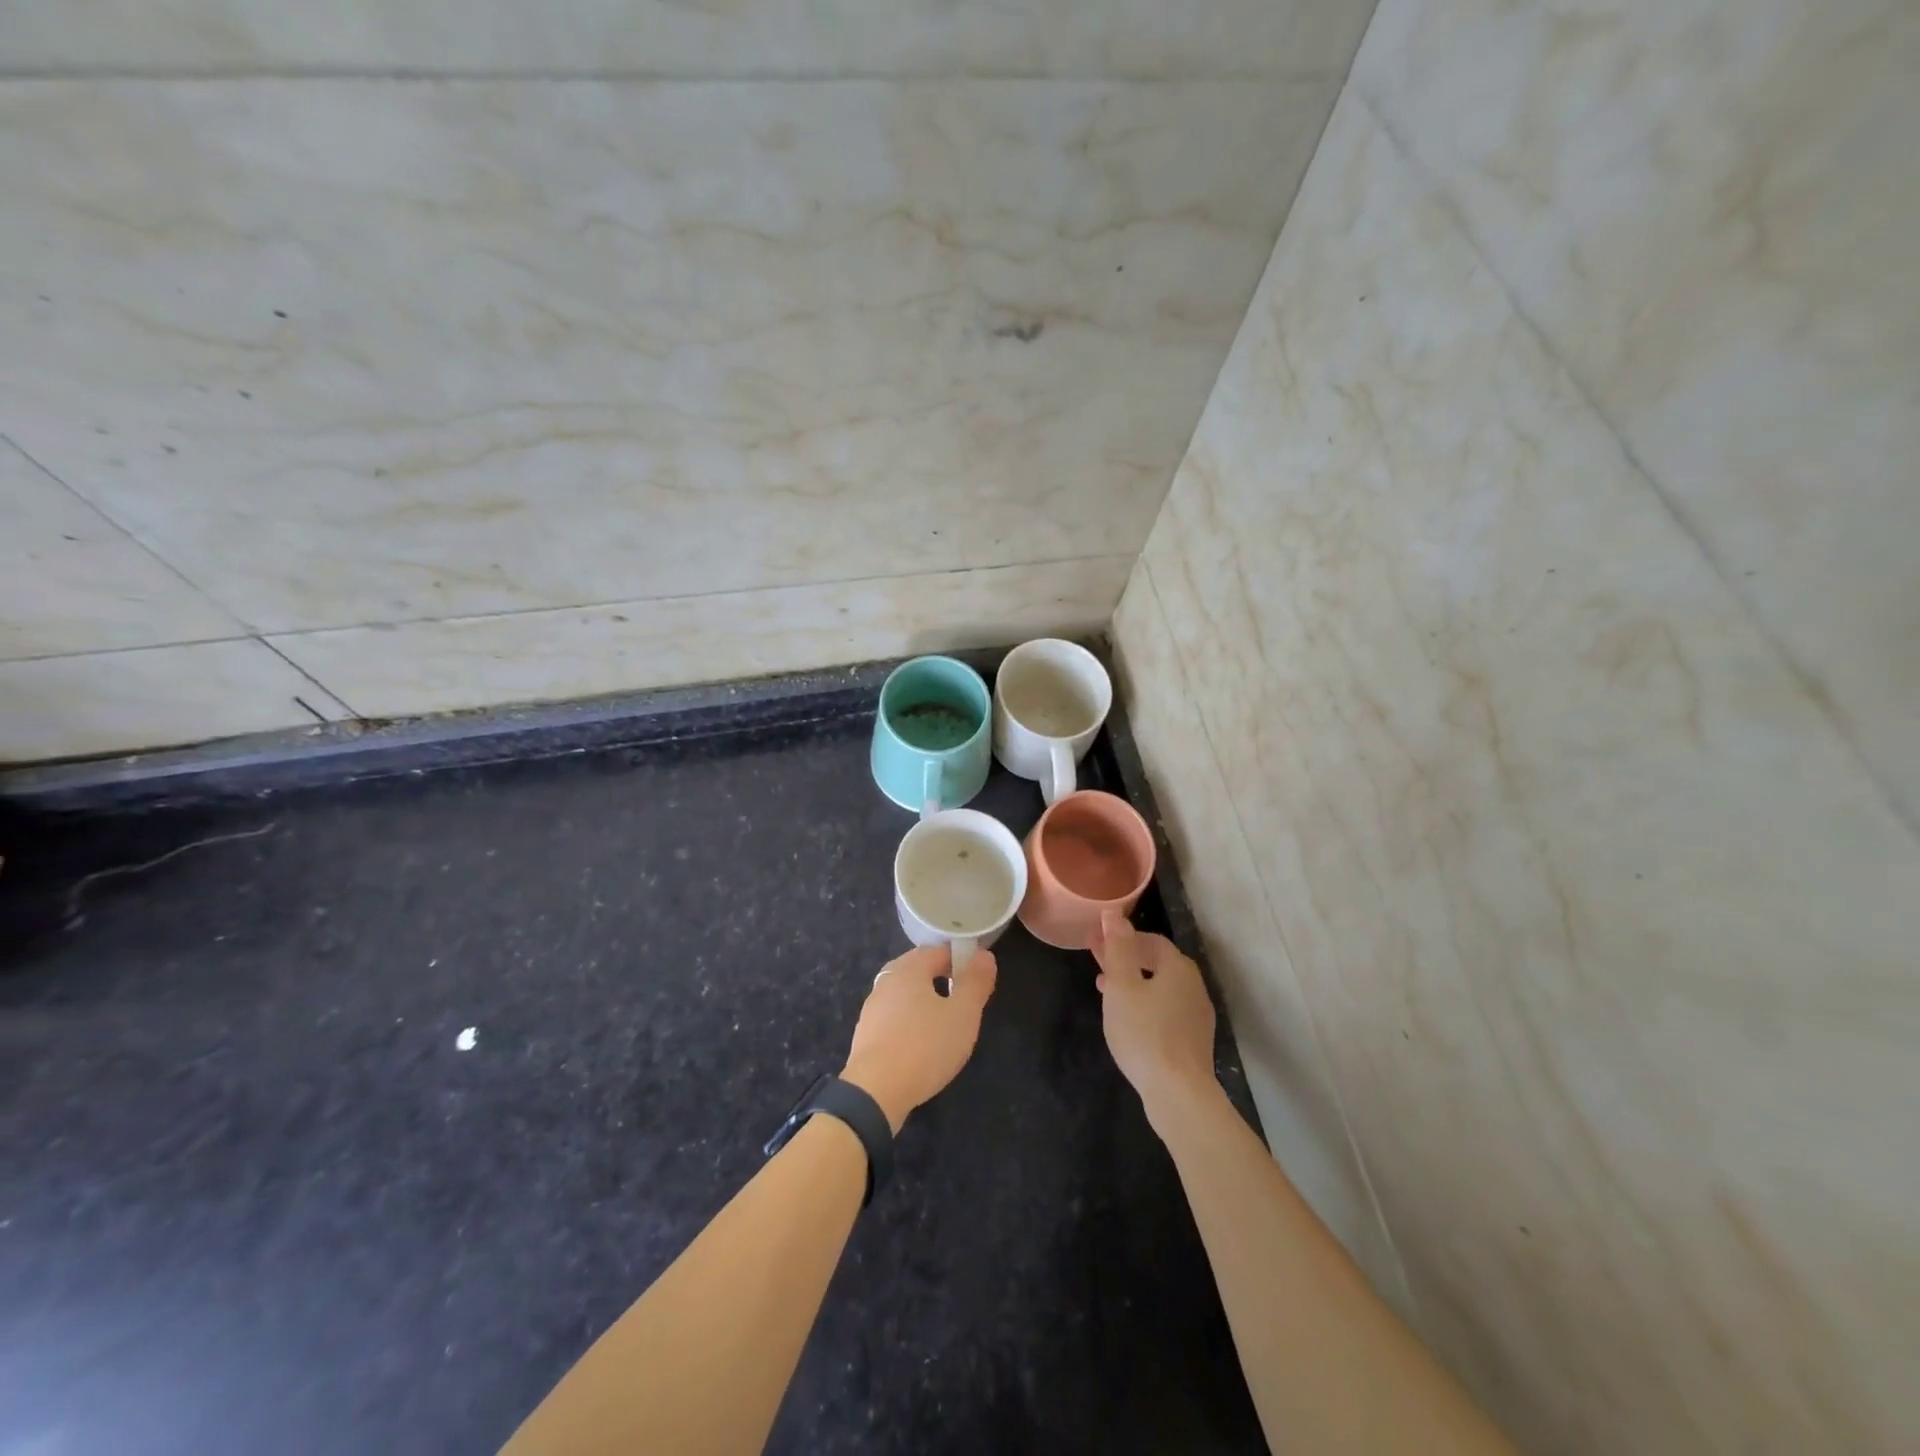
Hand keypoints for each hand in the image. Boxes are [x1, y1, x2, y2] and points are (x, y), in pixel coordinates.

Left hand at [842, 945, 997, 1131]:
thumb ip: (975, 983)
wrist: (874, 1093)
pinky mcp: (866, 1035)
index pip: (939, 951)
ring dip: (924, 999)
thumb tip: (985, 955)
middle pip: (918, 968)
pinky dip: (909, 1020)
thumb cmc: (925, 1046)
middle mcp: (886, 981)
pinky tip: (920, 1041)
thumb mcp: (963, 1015)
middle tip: (963, 997)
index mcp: (909, 969)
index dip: (961, 959)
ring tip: (944, 1019)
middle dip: (941, 976)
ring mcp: (872, 1008)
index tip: (978, 977)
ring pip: (904, 993)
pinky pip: (893, 1016)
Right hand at [1092, 910, 1216, 1130]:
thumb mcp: (1122, 986)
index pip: (1150, 940)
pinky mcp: (1194, 1041)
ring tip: (1105, 990)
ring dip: (1133, 982)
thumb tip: (1115, 914)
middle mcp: (1194, 986)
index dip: (1121, 937)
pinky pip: (1166, 1010)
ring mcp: (1197, 1015)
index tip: (1095, 942)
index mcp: (1178, 968)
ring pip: (1161, 988)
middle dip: (1126, 959)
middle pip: (1157, 963)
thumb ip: (1118, 948)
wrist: (1179, 1093)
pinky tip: (1128, 1020)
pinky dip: (1145, 1004)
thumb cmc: (1145, 1033)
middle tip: (1097, 962)